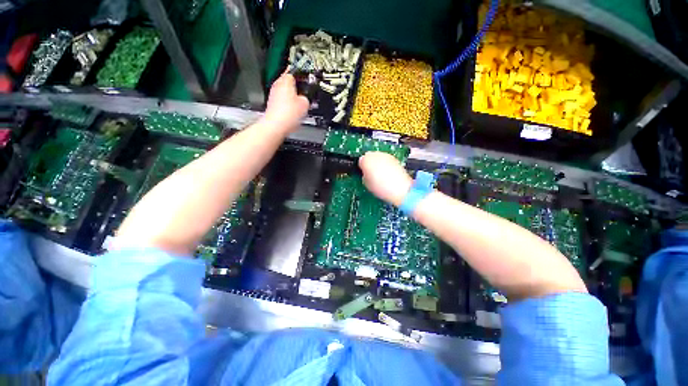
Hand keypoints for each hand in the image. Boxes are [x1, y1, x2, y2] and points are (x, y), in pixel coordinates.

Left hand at [263, 73, 309, 132]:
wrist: (276, 126)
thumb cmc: (287, 114)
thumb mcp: (305, 104)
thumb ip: (306, 97)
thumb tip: (305, 99)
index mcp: (285, 80)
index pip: (294, 71)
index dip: (301, 75)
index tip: (306, 78)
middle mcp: (277, 85)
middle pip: (289, 82)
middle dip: (298, 88)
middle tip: (306, 93)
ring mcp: (274, 95)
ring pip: (286, 93)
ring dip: (293, 97)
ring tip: (301, 105)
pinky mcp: (273, 105)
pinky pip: (283, 102)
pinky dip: (288, 105)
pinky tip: (294, 113)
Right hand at [359, 152, 412, 206]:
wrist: (400, 189)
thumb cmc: (381, 188)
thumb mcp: (366, 184)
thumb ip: (364, 175)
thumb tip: (366, 174)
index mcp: (365, 160)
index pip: (360, 161)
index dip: (361, 168)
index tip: (363, 174)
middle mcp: (375, 154)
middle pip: (369, 157)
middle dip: (369, 164)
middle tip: (371, 175)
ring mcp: (386, 155)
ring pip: (378, 157)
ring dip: (377, 164)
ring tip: (380, 176)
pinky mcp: (394, 158)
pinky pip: (386, 160)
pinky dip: (385, 165)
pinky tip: (387, 174)